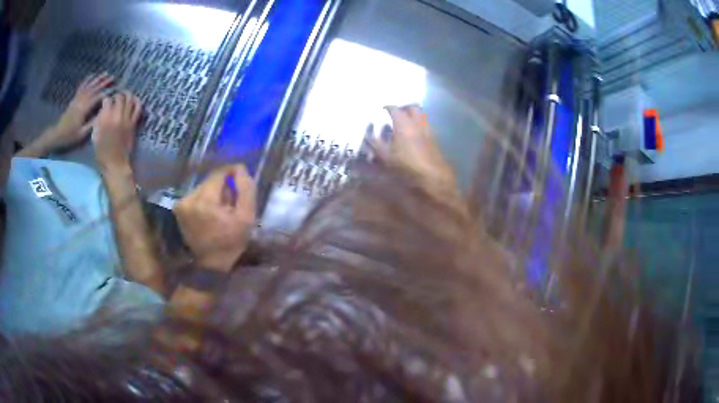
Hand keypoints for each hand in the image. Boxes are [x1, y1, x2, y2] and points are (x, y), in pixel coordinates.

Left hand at [49, 73, 113, 147]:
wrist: (57, 135)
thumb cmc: (70, 136)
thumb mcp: (81, 134)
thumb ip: (92, 123)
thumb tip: (103, 113)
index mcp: (84, 109)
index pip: (98, 97)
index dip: (107, 92)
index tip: (115, 89)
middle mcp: (81, 101)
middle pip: (94, 89)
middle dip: (104, 82)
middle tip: (113, 78)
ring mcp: (77, 99)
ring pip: (89, 85)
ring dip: (97, 78)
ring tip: (105, 73)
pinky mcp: (74, 99)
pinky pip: (81, 87)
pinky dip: (87, 80)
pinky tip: (92, 75)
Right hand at [92, 91, 141, 170]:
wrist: (115, 164)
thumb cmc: (102, 153)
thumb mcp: (95, 136)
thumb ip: (98, 121)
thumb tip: (102, 110)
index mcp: (105, 120)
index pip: (107, 100)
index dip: (106, 98)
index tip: (106, 100)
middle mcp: (116, 116)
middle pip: (119, 97)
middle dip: (117, 94)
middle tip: (115, 97)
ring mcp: (126, 119)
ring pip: (130, 99)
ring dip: (127, 95)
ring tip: (124, 96)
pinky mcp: (133, 124)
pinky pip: (138, 108)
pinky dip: (137, 101)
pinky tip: (134, 100)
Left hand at [174, 164, 256, 271]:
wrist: (210, 265)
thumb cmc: (230, 243)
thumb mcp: (246, 217)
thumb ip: (246, 190)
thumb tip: (240, 168)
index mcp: (205, 201)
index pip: (219, 173)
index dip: (232, 173)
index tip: (241, 181)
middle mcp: (189, 198)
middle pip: (210, 180)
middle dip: (223, 187)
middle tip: (232, 202)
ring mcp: (181, 203)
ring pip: (203, 187)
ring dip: (214, 193)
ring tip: (222, 209)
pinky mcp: (179, 208)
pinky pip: (196, 195)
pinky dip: (205, 200)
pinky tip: (211, 213)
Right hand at [370, 105, 455, 187]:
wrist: (432, 175)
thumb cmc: (406, 165)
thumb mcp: (385, 156)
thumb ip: (375, 143)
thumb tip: (367, 134)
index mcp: (403, 123)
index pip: (394, 108)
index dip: (387, 107)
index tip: (382, 109)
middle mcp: (417, 122)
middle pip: (412, 107)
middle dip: (404, 107)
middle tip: (396, 112)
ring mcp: (428, 129)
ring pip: (421, 115)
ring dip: (413, 115)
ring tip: (405, 122)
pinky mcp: (434, 138)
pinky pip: (426, 125)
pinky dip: (419, 124)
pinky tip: (414, 135)